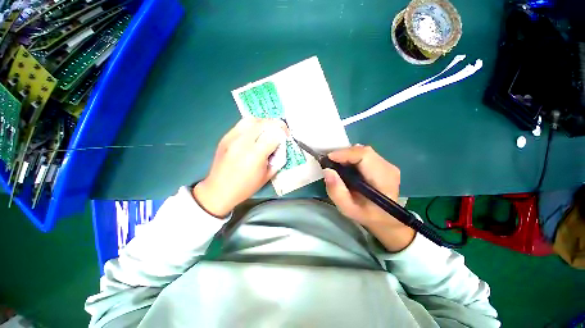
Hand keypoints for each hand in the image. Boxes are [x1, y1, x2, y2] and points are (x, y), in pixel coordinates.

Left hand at [193, 118, 287, 216]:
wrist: (219, 190)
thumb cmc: (246, 187)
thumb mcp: (268, 175)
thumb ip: (277, 158)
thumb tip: (281, 145)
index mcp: (255, 154)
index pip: (274, 135)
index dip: (283, 135)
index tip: (286, 139)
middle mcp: (243, 142)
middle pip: (264, 123)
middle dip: (277, 125)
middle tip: (280, 132)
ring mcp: (232, 137)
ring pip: (253, 119)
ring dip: (264, 123)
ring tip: (268, 131)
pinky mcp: (225, 137)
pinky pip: (242, 123)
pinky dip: (253, 125)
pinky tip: (255, 133)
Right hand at [323, 145, 414, 250]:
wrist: (386, 219)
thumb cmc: (366, 215)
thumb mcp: (347, 208)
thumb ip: (336, 191)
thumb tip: (327, 170)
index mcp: (382, 180)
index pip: (364, 155)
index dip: (345, 154)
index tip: (328, 159)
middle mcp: (388, 168)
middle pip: (363, 151)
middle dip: (343, 154)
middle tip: (330, 162)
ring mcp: (387, 165)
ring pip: (363, 151)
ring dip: (347, 155)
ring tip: (337, 165)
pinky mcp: (384, 164)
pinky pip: (365, 154)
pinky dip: (352, 157)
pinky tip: (346, 166)